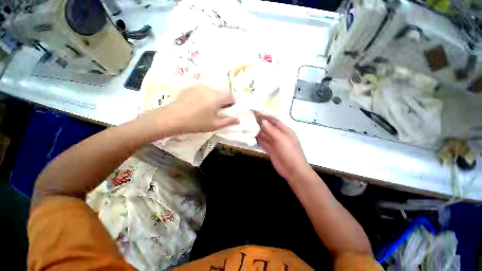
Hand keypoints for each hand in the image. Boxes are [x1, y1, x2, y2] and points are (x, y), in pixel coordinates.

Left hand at [164, 85, 238, 133]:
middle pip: (222, 93)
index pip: (231, 96)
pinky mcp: (191, 87)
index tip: (227, 112)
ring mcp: (199, 86)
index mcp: (218, 96)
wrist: (172, 118)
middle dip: (223, 102)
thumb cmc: (196, 122)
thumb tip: (238, 119)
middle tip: (217, 112)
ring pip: (213, 91)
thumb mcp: (214, 125)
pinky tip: (197, 105)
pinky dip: (205, 96)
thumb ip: (228, 121)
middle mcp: (210, 88)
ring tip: (206, 109)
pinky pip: (203, 91)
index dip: (232, 104)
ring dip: (214, 99)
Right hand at [255, 111, 311, 180]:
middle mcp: (279, 135)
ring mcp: (274, 143)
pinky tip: (251, 136)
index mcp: (284, 130)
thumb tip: (263, 120)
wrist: (293, 171)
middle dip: (259, 123)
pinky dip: (258, 139)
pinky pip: (263, 142)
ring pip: (264, 134)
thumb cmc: (290, 153)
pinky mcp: (270, 150)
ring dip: (257, 131)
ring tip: (247, 126)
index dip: (264, 116)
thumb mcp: (282, 139)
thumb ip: (271, 130)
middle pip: (268, 127)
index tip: (255, 111)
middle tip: (248, 118)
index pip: (273, 120)